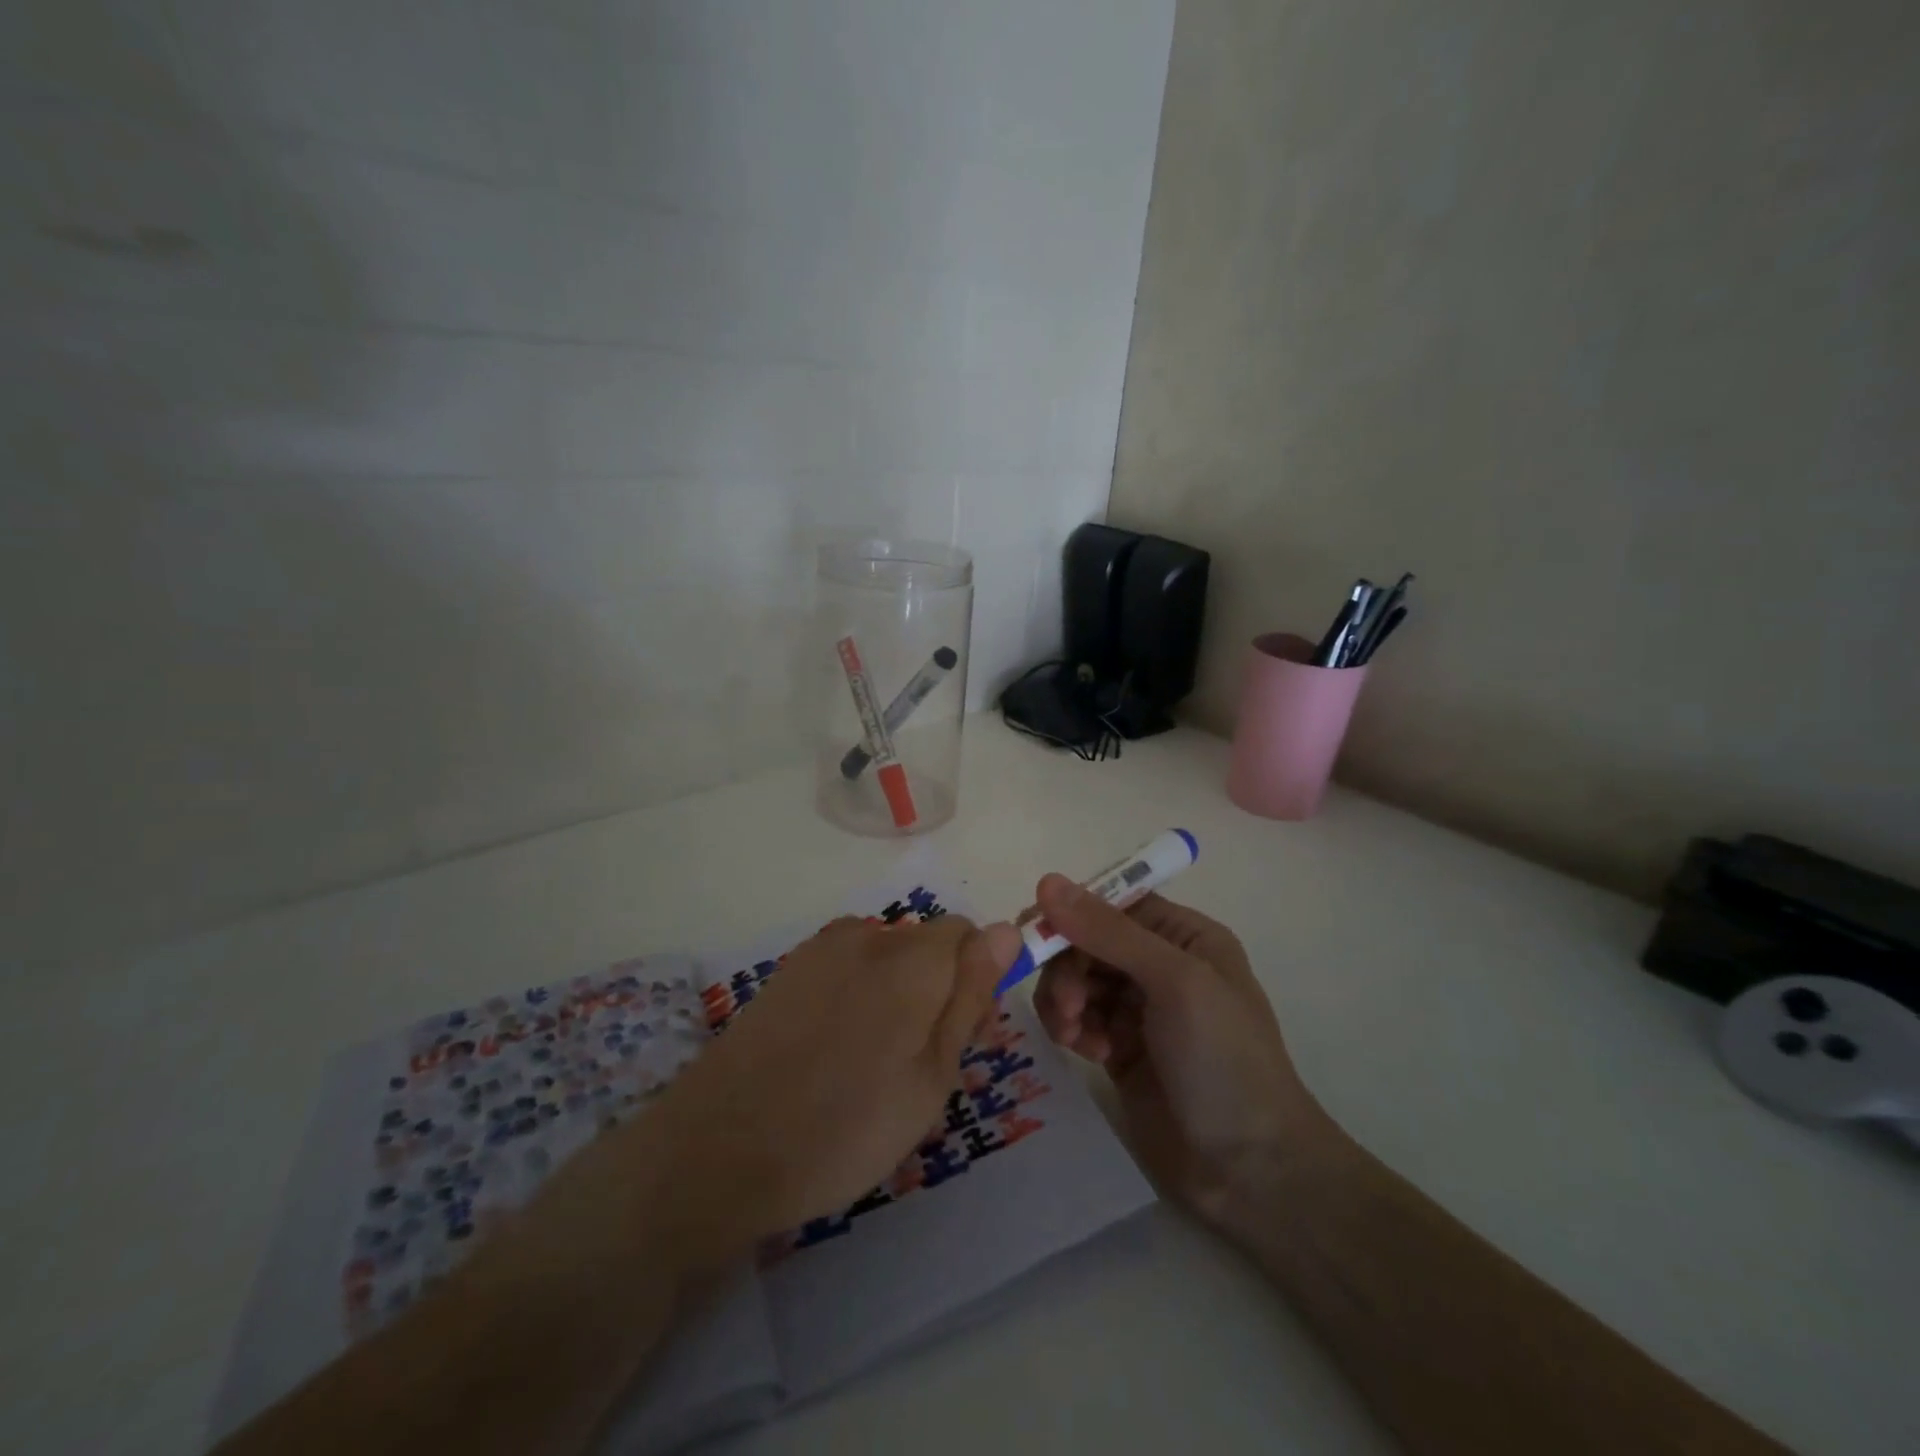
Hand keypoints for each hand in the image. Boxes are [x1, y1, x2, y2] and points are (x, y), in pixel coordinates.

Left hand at [652, 914, 1021, 1250]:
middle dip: (937, 989)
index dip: (977, 981)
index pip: (969, 935)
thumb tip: (1006, 931)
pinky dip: (857, 996)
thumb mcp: (931, 1077)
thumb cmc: (846, 1127)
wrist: (720, 1148)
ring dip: (896, 993)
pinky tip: (832, 1052)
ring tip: (872, 1064)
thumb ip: (970, 996)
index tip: (965, 1037)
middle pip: (926, 945)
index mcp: (912, 958)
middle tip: (920, 1064)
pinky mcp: (788, 969)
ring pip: (886, 958)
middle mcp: (867, 935)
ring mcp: (821, 949)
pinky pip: (845, 968)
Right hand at [1029, 875, 1332, 1224]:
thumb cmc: (1223, 1059)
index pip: (1114, 903)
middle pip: (1088, 941)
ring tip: (1072, 1033)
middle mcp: (1160, 964)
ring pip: (1076, 979)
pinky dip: (1072, 1028)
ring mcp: (1138, 1009)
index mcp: (1184, 936)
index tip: (1037, 932)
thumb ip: (1109, 932)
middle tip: (1067, 1004)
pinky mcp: (1119, 1048)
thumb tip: (1047, 881)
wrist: (1250, 1169)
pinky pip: (1078, 1018)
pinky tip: (1086, 1052)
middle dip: (1068, 966)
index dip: (1073, 912)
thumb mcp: (1175, 982)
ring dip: (1064, 999)